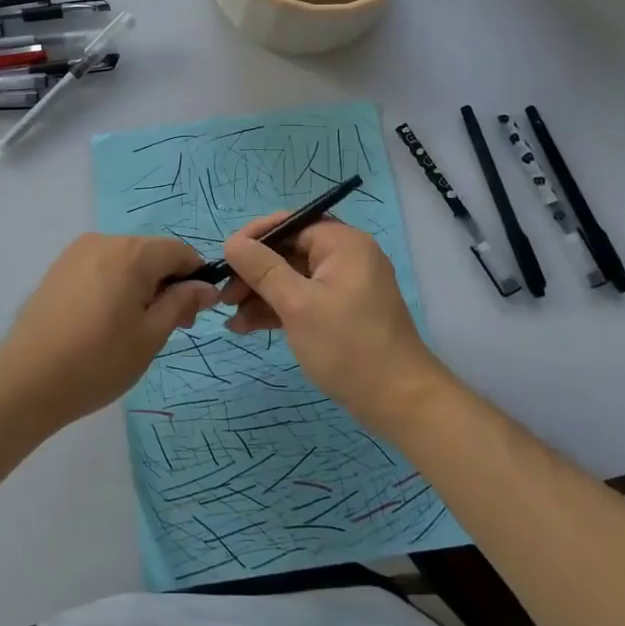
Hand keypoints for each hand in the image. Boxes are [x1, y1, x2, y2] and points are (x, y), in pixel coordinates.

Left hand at [0, 234, 219, 434]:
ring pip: (125, 260)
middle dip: (168, 283)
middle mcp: (104, 241)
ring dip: (141, 284)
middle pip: (151, 253)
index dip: (195, 277)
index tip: (193, 314)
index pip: (179, 251)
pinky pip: (101, 267)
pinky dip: (115, 285)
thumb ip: (181, 303)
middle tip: (169, 327)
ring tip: (134, 328)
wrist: (27, 380)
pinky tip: (106, 321)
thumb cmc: (98, 361)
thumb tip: (206, 286)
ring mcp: (77, 253)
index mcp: (132, 253)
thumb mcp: (151, 335)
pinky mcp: (59, 268)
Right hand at [221, 213, 454, 439]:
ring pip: (291, 278)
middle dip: (253, 272)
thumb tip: (232, 241)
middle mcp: (345, 257)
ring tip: (229, 318)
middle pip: (288, 251)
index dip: (255, 237)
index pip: (290, 223)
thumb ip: (262, 269)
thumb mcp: (298, 305)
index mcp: (342, 243)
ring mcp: (343, 286)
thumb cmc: (348, 346)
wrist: (400, 402)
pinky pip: (302, 299)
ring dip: (259, 295)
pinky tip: (246, 327)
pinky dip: (277, 310)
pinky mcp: (340, 312)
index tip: (225, 258)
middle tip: (224, 297)